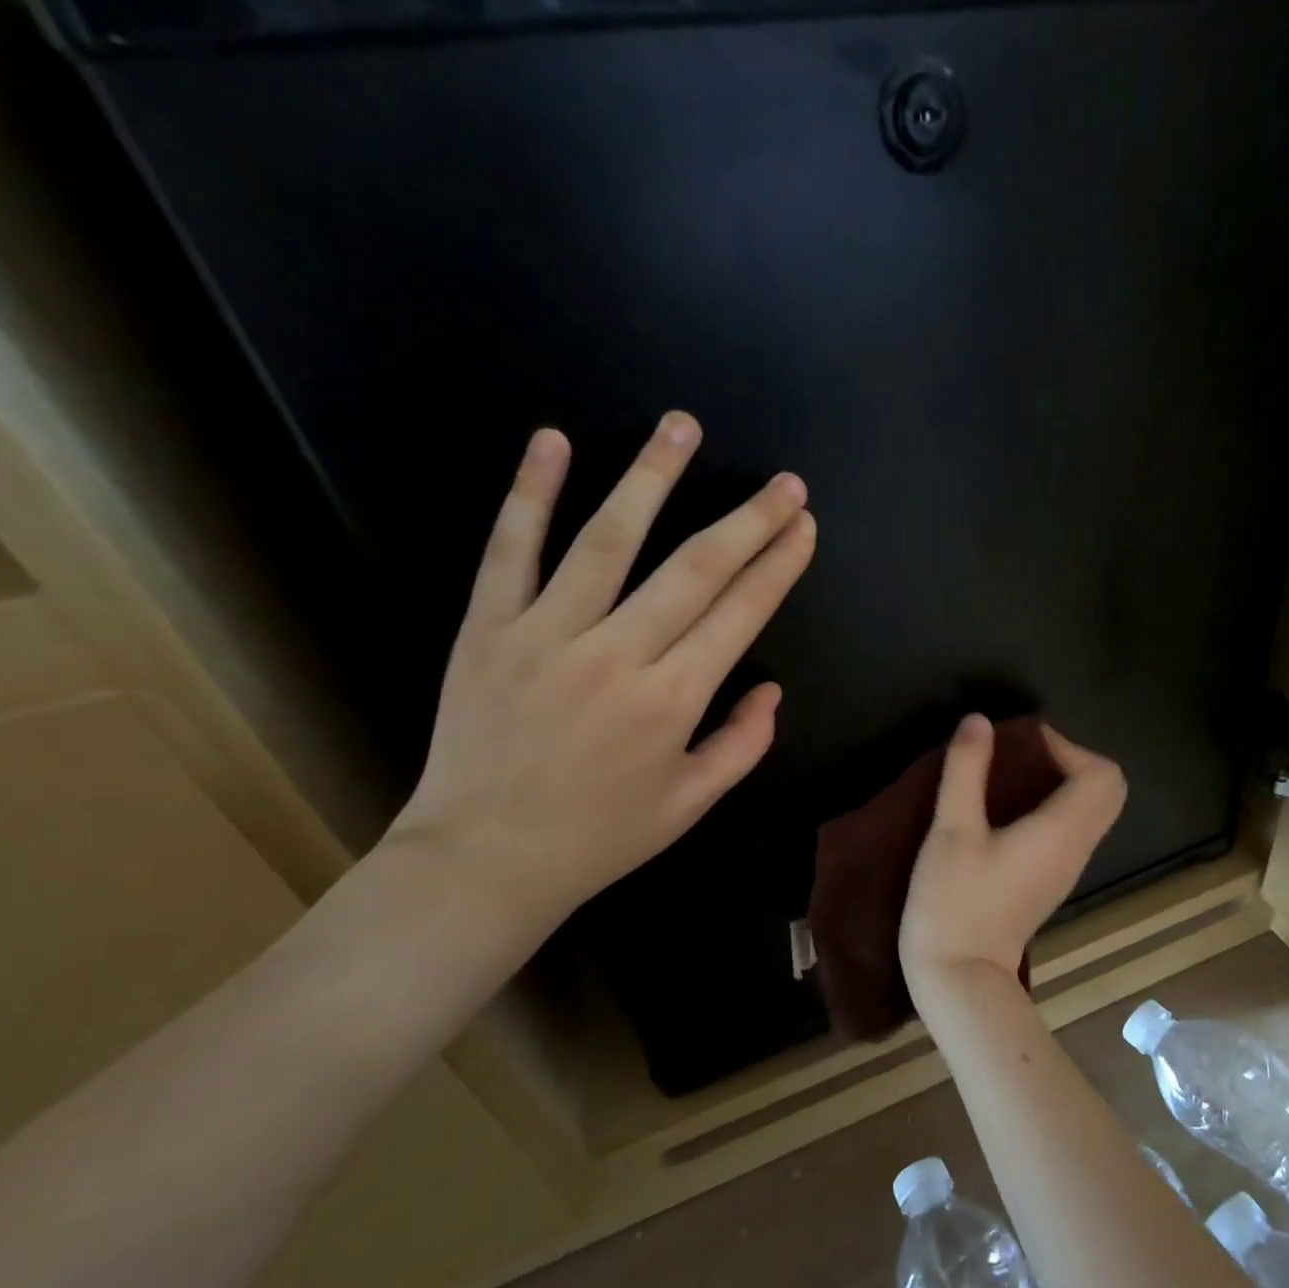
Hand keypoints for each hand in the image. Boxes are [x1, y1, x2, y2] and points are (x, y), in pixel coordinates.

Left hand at [388, 414, 815, 929]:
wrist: (485, 859)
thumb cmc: (600, 836)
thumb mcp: (691, 803)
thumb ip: (742, 744)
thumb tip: (772, 689)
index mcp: (672, 700)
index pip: (740, 614)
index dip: (779, 566)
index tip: (804, 527)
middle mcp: (617, 654)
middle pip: (694, 568)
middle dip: (748, 520)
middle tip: (783, 481)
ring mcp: (546, 633)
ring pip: (608, 540)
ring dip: (651, 478)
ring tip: (684, 427)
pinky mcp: (487, 628)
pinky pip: (509, 550)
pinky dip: (529, 493)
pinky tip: (553, 441)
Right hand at [899, 714, 1126, 1001]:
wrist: (959, 977)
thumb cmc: (953, 901)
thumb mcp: (951, 830)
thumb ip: (966, 770)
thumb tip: (979, 721)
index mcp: (1062, 831)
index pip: (1102, 774)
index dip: (1067, 747)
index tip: (1021, 745)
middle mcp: (1077, 848)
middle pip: (1108, 791)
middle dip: (1072, 761)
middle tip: (1023, 757)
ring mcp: (1067, 869)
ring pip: (1092, 812)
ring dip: (1063, 783)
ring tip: (1011, 777)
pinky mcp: (1051, 882)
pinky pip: (1073, 831)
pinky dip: (1055, 807)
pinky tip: (1008, 812)